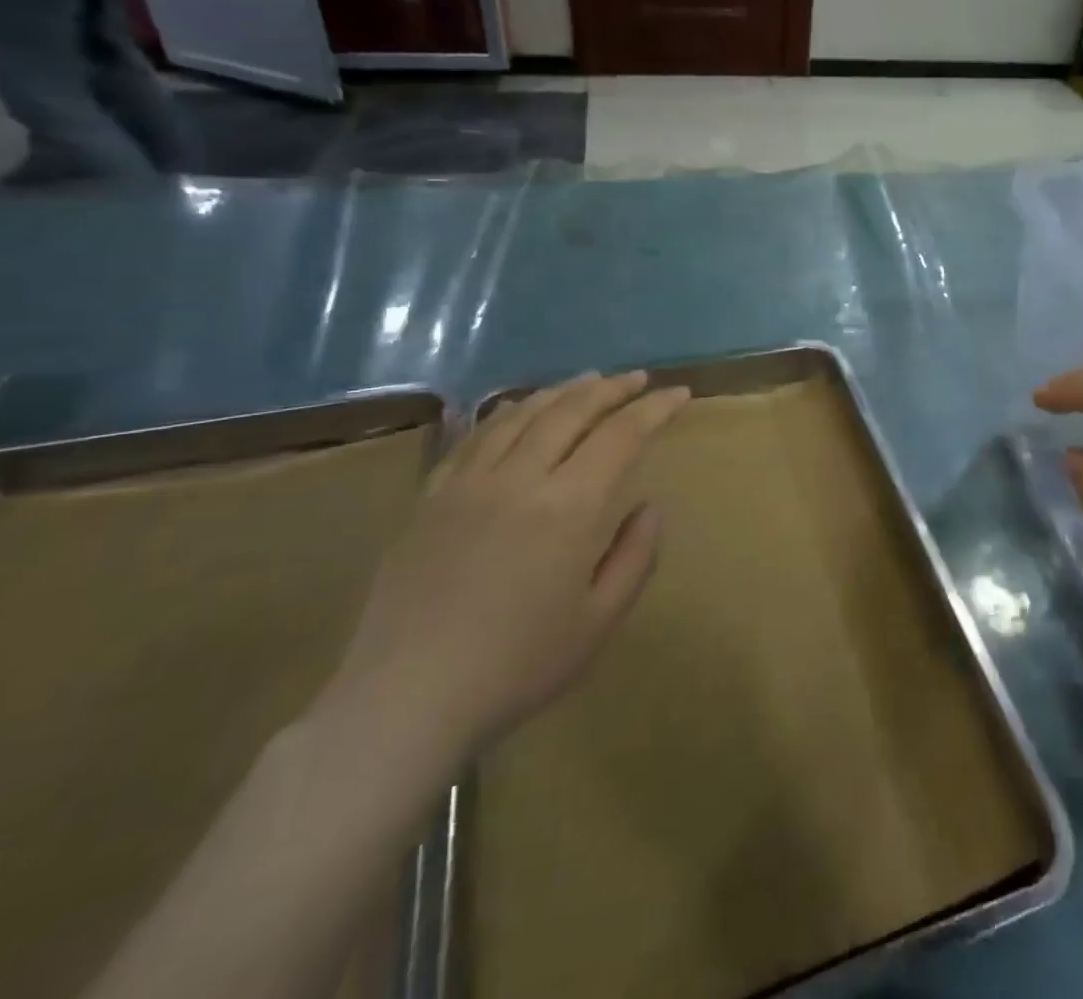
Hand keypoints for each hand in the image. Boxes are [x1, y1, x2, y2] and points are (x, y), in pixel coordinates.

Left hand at [327, 372, 690, 759]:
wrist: (403, 702)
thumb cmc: (515, 667)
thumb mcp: (598, 622)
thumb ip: (635, 557)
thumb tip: (650, 508)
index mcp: (569, 508)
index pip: (622, 435)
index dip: (655, 408)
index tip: (679, 393)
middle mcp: (520, 478)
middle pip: (572, 410)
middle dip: (612, 388)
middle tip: (638, 379)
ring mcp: (469, 483)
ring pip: (522, 413)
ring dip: (563, 391)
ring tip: (589, 381)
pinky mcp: (431, 497)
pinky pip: (475, 436)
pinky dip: (508, 412)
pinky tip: (519, 409)